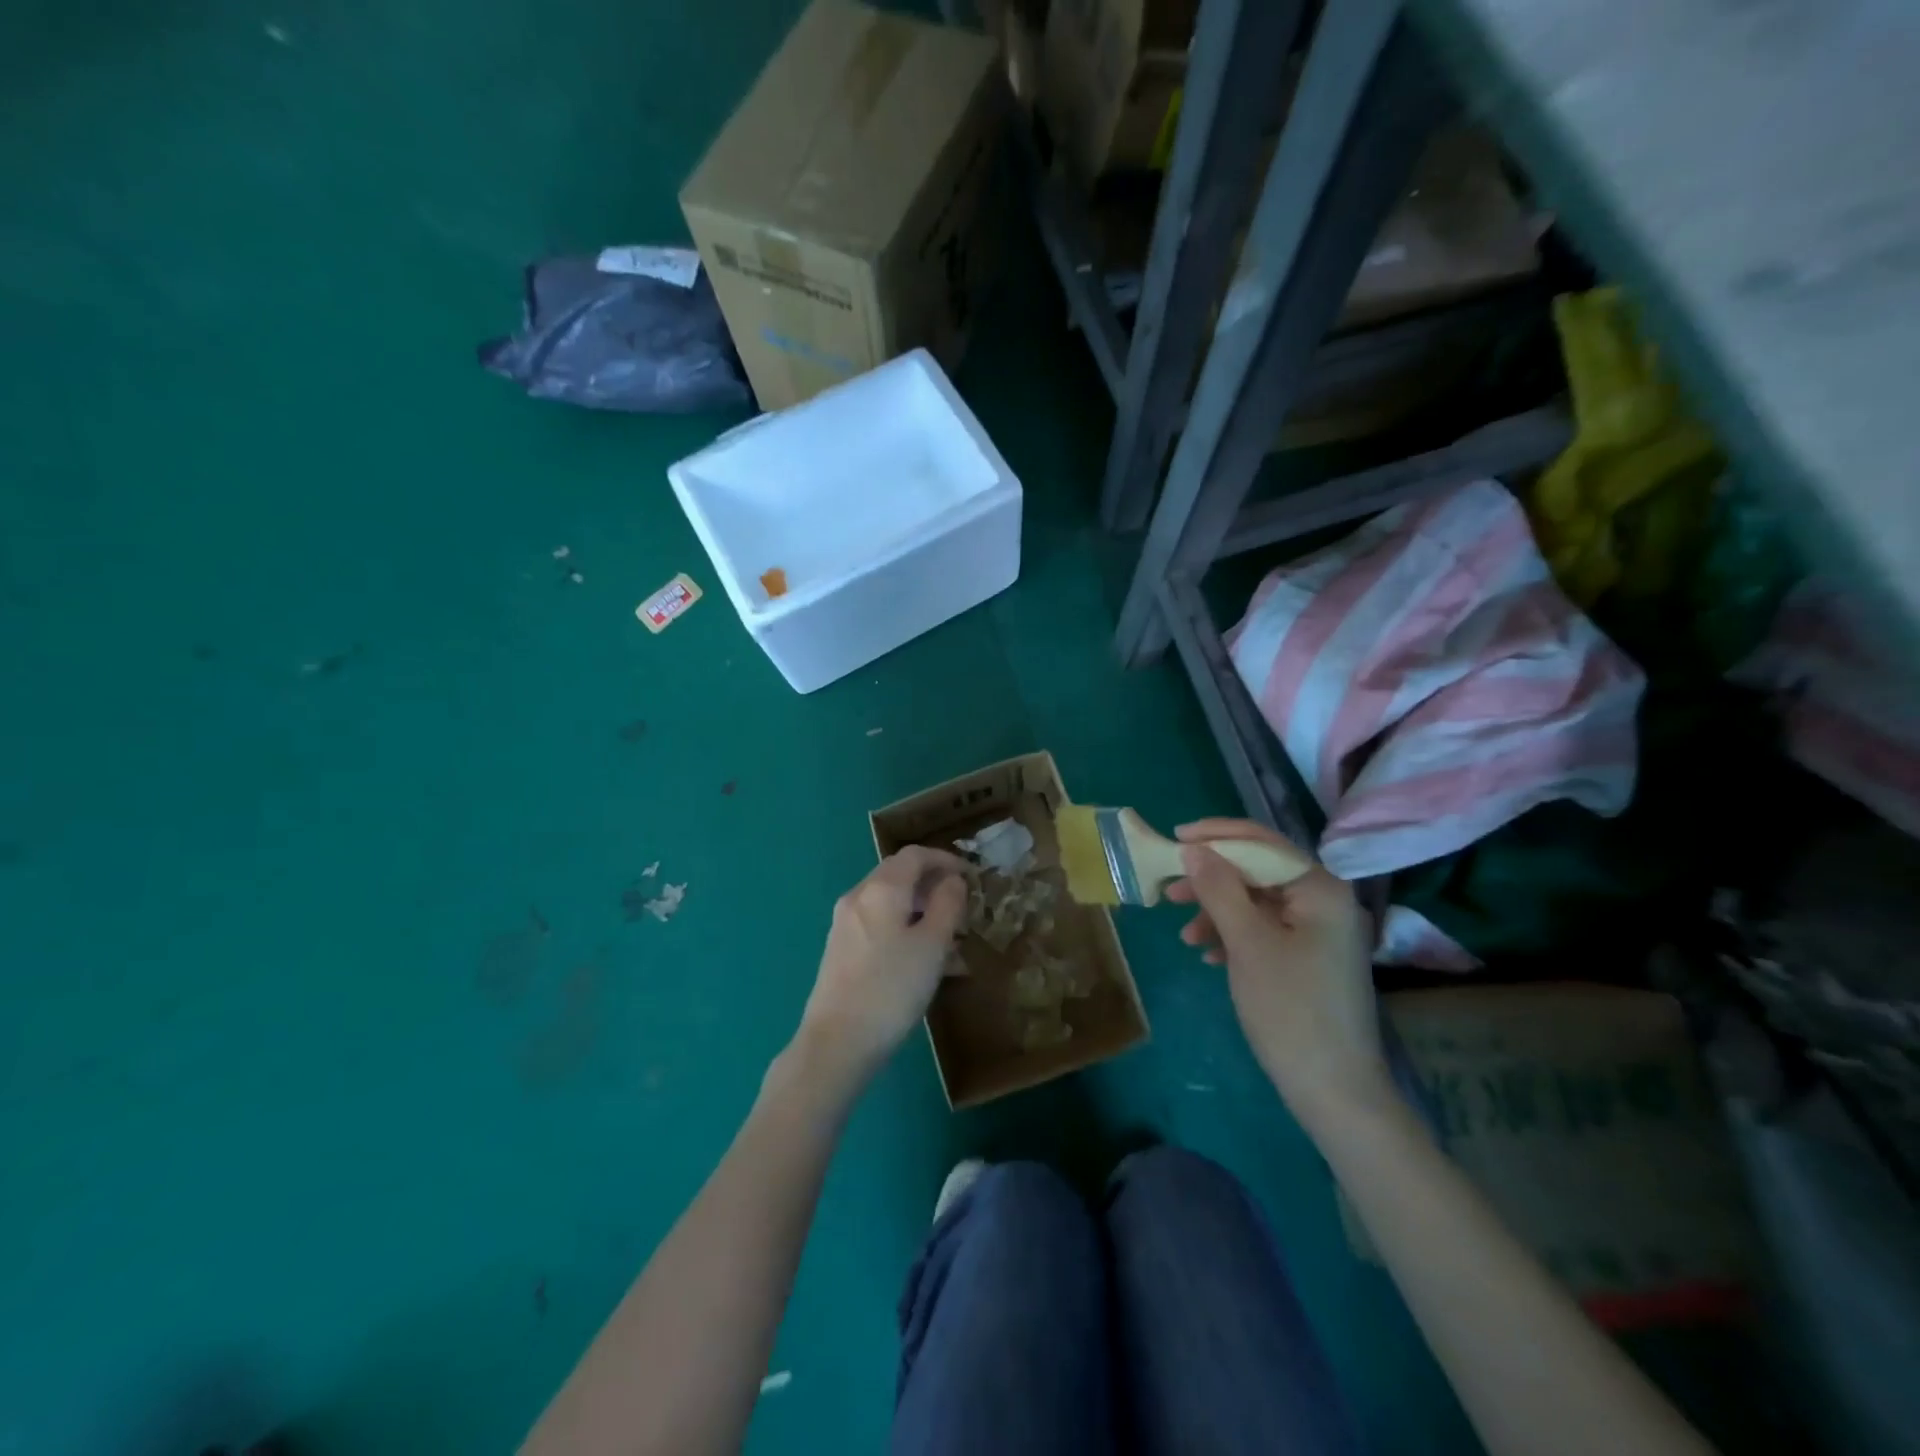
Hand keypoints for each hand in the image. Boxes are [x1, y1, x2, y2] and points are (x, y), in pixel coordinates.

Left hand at [796, 847, 969, 1081]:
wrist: (836, 1042)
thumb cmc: (891, 989)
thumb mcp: (932, 945)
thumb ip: (947, 905)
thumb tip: (952, 880)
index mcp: (881, 889)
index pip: (915, 855)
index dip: (946, 860)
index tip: (972, 877)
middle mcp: (858, 897)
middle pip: (900, 876)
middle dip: (934, 886)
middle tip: (963, 908)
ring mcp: (845, 924)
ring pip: (891, 904)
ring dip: (922, 912)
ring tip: (952, 942)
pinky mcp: (841, 949)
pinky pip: (879, 926)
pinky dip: (905, 931)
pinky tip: (925, 963)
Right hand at [1165, 819, 1391, 1128]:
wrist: (1334, 1091)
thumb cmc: (1290, 1009)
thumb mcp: (1247, 943)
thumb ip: (1219, 889)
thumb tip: (1194, 849)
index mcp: (1319, 889)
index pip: (1263, 842)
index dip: (1216, 836)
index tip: (1175, 839)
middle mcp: (1324, 901)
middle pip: (1258, 871)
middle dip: (1212, 879)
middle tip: (1169, 891)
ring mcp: (1318, 932)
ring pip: (1256, 903)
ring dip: (1217, 912)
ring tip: (1185, 935)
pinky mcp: (1308, 958)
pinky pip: (1264, 930)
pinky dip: (1233, 936)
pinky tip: (1209, 956)